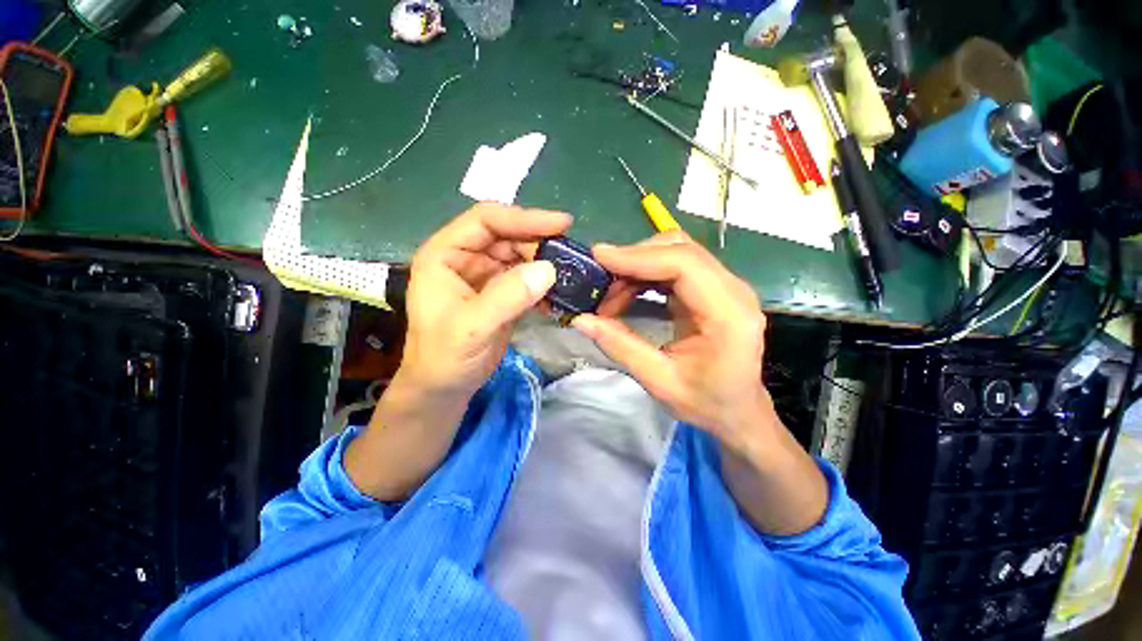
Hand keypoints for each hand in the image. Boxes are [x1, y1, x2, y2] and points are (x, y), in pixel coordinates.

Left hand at [346, 204, 569, 500]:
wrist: (445, 387)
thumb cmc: (445, 356)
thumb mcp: (473, 326)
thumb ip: (508, 296)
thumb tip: (549, 269)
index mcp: (445, 254)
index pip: (486, 221)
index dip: (524, 218)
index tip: (562, 224)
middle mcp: (465, 258)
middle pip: (508, 236)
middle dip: (539, 244)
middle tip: (571, 255)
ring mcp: (485, 276)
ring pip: (520, 257)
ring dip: (544, 264)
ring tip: (570, 274)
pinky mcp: (501, 294)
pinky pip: (526, 279)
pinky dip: (543, 284)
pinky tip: (558, 293)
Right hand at [573, 231, 826, 534]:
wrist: (742, 418)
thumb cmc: (710, 408)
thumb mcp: (661, 383)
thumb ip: (622, 347)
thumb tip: (583, 321)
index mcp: (729, 313)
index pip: (682, 264)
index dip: (637, 256)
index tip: (598, 258)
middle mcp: (731, 292)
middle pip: (679, 250)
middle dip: (632, 259)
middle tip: (597, 280)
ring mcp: (722, 290)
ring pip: (675, 257)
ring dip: (636, 270)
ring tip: (607, 296)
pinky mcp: (709, 295)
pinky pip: (672, 272)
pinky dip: (643, 279)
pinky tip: (624, 299)